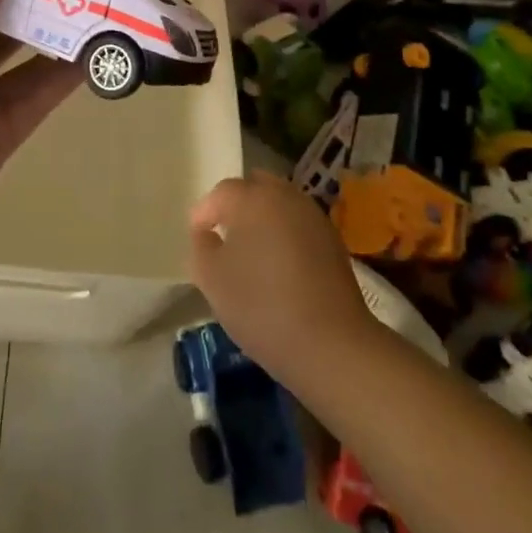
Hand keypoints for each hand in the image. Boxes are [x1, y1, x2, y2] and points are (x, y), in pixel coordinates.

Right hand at [189, 171, 379, 388]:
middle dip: (237, 207)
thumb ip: (201, 247)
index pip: (220, 193)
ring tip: (254, 254)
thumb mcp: (212, 280)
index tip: (198, 237)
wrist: (332, 344)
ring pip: (279, 205)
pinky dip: (286, 236)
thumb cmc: (262, 306)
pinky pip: (298, 225)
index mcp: (252, 198)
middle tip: (226, 237)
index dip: (204, 213)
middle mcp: (284, 196)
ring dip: (263, 220)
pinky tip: (282, 268)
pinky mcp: (333, 240)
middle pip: (254, 188)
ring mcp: (313, 216)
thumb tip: (207, 234)